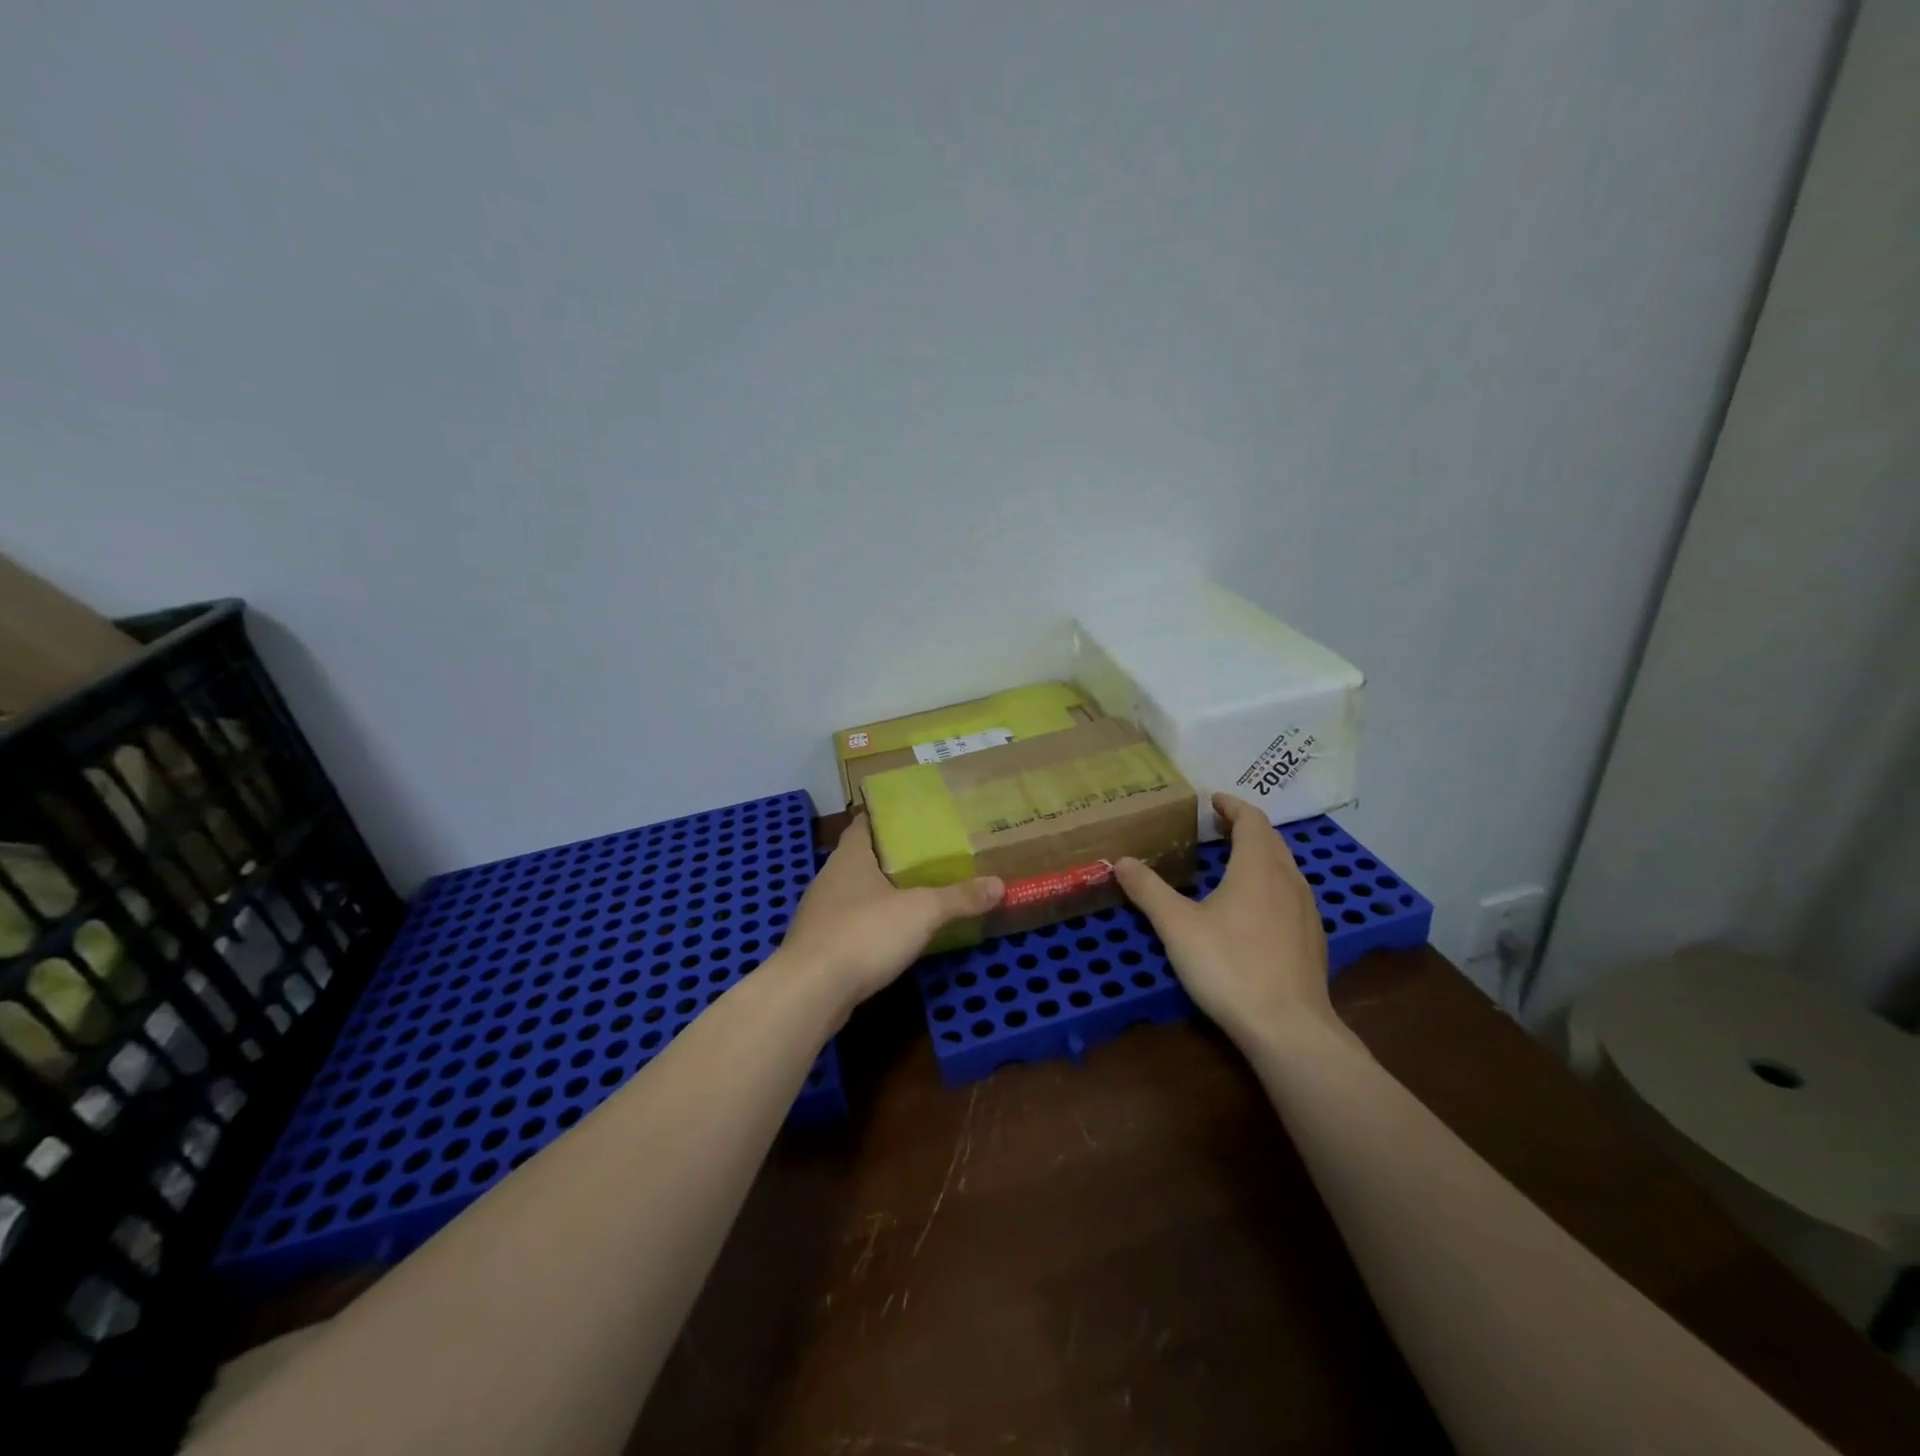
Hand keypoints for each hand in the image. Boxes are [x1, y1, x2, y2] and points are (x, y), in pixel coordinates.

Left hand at [779, 814, 1003, 1015]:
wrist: (810, 992)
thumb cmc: (864, 934)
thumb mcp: (922, 912)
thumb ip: (959, 898)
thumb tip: (999, 884)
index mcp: (850, 857)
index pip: (864, 823)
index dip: (885, 818)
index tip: (913, 818)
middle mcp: (830, 878)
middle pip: (861, 858)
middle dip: (890, 857)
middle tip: (928, 857)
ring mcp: (820, 913)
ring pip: (854, 893)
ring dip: (879, 893)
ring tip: (915, 894)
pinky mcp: (818, 946)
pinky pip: (849, 924)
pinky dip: (869, 924)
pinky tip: (890, 936)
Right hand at [1114, 793, 1332, 1044]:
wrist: (1288, 1028)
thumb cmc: (1229, 966)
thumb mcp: (1177, 926)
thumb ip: (1149, 890)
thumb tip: (1121, 861)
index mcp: (1258, 867)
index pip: (1252, 819)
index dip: (1232, 805)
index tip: (1212, 799)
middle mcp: (1289, 880)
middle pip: (1271, 840)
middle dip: (1244, 827)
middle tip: (1216, 826)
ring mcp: (1306, 911)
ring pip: (1284, 868)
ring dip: (1260, 855)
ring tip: (1231, 861)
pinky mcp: (1312, 939)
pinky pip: (1291, 894)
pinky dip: (1270, 883)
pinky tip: (1253, 908)